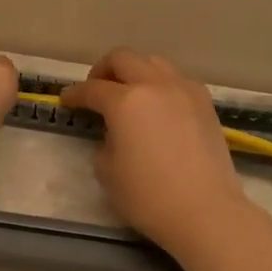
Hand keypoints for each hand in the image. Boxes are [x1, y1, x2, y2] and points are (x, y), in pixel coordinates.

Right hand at [61, 49, 252, 256]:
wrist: (205, 211)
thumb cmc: (148, 196)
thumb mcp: (107, 170)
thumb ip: (105, 141)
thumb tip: (115, 132)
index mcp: (126, 101)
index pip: (92, 89)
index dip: (74, 94)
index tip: (66, 101)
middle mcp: (155, 85)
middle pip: (123, 59)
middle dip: (103, 70)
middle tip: (95, 90)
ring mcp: (185, 91)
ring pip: (153, 63)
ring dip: (134, 71)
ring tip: (127, 94)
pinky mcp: (205, 104)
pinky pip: (176, 80)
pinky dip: (160, 84)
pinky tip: (156, 107)